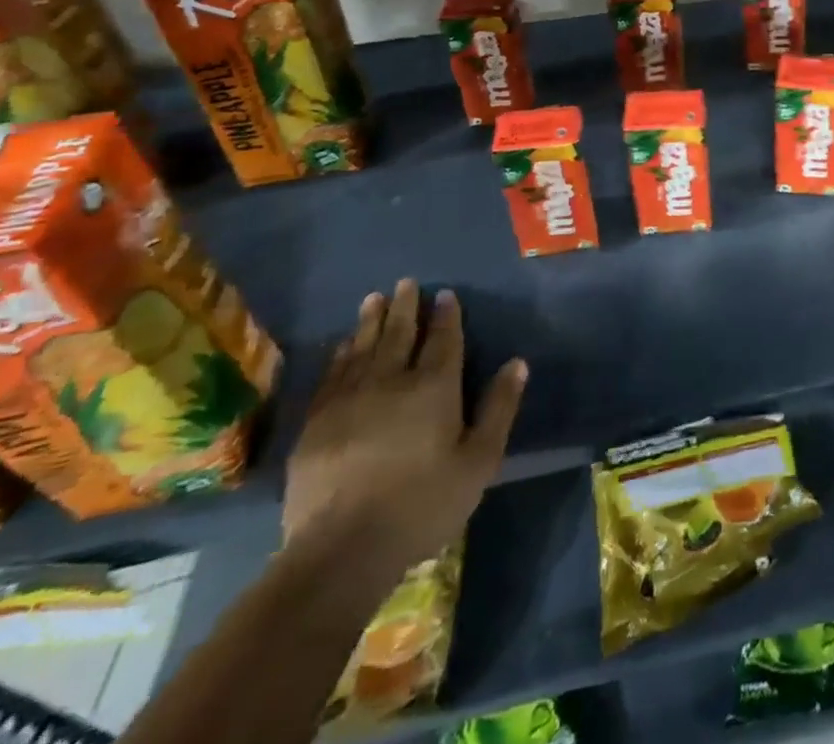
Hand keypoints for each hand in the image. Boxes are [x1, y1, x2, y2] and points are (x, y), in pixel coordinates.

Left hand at [283, 279, 525, 572]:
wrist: (341, 550)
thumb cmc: (423, 504)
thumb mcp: (479, 461)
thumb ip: (499, 408)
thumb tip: (517, 362)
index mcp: (434, 387)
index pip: (442, 339)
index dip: (446, 315)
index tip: (445, 294)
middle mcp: (391, 381)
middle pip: (398, 334)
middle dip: (404, 307)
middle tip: (405, 283)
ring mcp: (348, 400)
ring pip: (362, 348)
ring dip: (370, 321)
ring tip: (374, 299)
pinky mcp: (316, 424)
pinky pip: (331, 375)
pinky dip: (339, 354)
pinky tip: (342, 346)